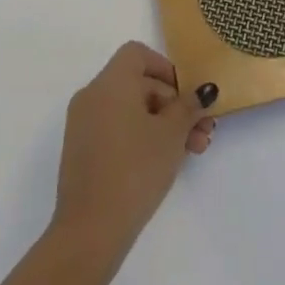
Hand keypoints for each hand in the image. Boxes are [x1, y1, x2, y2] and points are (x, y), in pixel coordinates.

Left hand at [52, 42, 214, 261]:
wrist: (90, 230)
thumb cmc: (135, 170)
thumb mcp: (171, 135)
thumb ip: (189, 107)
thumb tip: (202, 91)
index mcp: (110, 83)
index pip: (138, 54)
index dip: (166, 69)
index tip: (187, 96)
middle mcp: (92, 95)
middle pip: (138, 84)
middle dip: (174, 105)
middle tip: (202, 131)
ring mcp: (82, 124)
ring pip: (130, 110)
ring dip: (162, 124)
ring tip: (193, 151)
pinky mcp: (82, 151)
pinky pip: (115, 129)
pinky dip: (140, 136)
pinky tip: (164, 162)